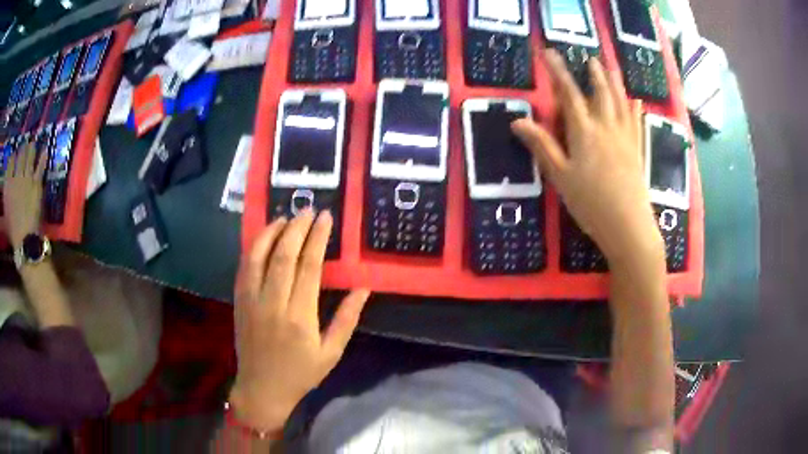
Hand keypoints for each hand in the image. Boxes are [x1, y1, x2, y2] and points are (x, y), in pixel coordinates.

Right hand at [3, 142, 45, 248]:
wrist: (24, 239)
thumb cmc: (12, 232)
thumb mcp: (5, 216)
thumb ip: (5, 200)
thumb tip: (4, 194)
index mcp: (8, 185)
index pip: (10, 162)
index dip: (13, 156)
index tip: (14, 154)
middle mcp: (16, 177)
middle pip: (20, 155)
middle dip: (23, 148)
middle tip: (25, 144)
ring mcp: (27, 178)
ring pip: (30, 156)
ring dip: (32, 148)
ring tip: (33, 143)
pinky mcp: (36, 183)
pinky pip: (40, 166)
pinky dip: (43, 157)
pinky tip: (45, 150)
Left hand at [229, 211, 370, 432]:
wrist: (262, 389)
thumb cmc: (301, 374)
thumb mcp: (331, 353)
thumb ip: (346, 319)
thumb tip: (362, 288)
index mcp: (299, 317)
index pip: (308, 267)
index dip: (317, 239)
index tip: (325, 218)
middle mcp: (273, 303)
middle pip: (283, 255)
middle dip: (296, 228)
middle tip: (307, 210)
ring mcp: (251, 301)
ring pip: (258, 257)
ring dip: (271, 233)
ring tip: (284, 217)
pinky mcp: (239, 302)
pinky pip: (244, 268)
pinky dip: (253, 248)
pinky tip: (262, 238)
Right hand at [512, 50, 661, 262]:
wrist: (628, 225)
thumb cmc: (591, 203)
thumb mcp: (560, 176)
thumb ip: (542, 146)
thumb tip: (517, 122)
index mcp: (585, 132)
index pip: (568, 94)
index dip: (557, 71)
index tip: (550, 53)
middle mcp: (606, 127)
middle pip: (600, 92)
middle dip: (593, 73)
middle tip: (589, 58)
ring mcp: (625, 137)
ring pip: (620, 102)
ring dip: (614, 82)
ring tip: (611, 67)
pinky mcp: (637, 150)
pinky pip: (636, 122)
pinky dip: (635, 109)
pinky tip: (636, 101)